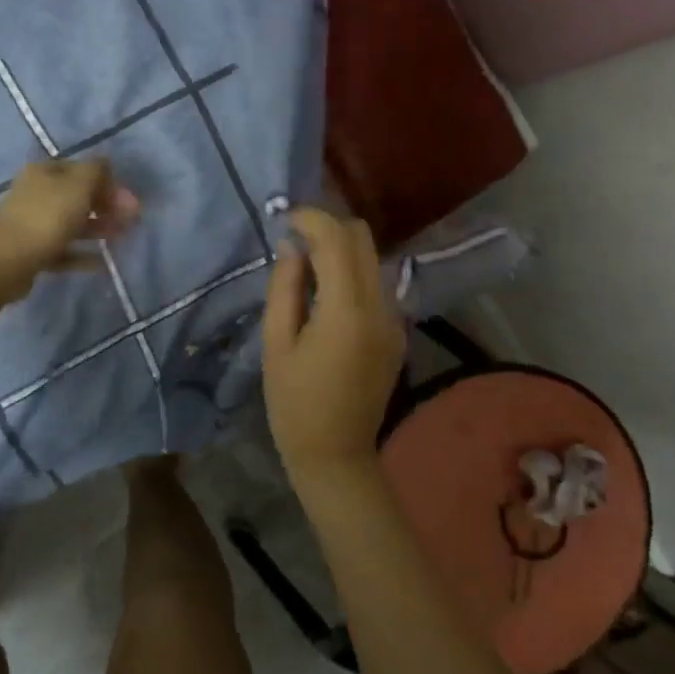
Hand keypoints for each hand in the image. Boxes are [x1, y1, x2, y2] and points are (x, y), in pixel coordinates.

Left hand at [0, 159, 140, 300]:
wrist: (5, 260)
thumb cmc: (46, 216)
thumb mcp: (78, 186)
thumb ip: (96, 171)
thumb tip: (106, 162)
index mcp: (46, 172)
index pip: (83, 169)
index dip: (109, 182)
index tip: (130, 201)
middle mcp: (37, 193)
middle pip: (78, 196)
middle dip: (106, 206)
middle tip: (131, 220)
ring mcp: (33, 223)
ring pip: (72, 223)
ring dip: (98, 229)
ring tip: (121, 238)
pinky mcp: (32, 251)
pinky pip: (63, 250)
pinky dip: (82, 254)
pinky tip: (102, 262)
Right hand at [261, 210, 404, 481]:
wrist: (336, 454)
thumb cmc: (294, 404)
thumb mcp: (277, 343)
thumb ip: (285, 287)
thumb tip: (291, 246)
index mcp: (347, 310)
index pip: (337, 239)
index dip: (310, 218)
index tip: (285, 220)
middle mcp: (380, 306)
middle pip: (363, 238)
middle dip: (328, 228)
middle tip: (295, 240)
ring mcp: (395, 319)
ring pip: (372, 258)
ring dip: (341, 250)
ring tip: (307, 267)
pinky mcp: (397, 332)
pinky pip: (377, 284)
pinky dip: (353, 274)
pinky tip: (327, 296)